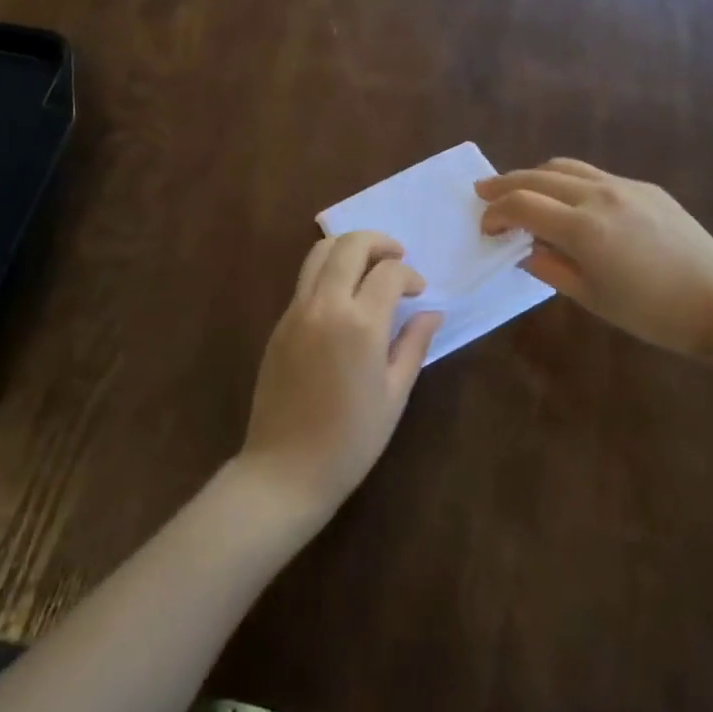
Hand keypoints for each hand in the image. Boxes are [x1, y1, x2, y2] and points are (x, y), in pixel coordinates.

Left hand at [238, 231, 442, 521]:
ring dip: (349, 248)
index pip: (389, 272)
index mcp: (360, 324)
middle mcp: (325, 306)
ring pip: (319, 252)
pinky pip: (305, 279)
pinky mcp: (280, 323)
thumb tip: (432, 312)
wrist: (285, 469)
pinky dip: (328, 270)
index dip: (410, 275)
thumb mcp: (394, 394)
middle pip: (350, 245)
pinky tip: (344, 296)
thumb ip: (414, 345)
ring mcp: (296, 311)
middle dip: (379, 242)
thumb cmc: (351, 439)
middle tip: (397, 258)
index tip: (420, 292)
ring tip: (369, 267)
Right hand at [477, 159, 712, 356]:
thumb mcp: (592, 298)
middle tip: (484, 192)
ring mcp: (625, 185)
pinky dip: (569, 181)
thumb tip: (525, 249)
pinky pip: (595, 174)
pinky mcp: (646, 187)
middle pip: (537, 176)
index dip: (495, 212)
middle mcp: (599, 195)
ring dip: (536, 175)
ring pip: (566, 166)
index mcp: (583, 227)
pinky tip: (570, 201)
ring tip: (522, 190)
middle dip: (505, 184)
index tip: (486, 228)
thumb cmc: (652, 313)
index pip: (521, 204)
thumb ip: (550, 268)